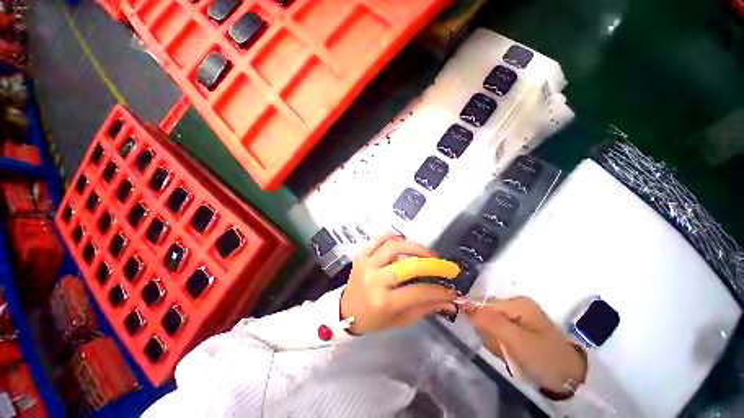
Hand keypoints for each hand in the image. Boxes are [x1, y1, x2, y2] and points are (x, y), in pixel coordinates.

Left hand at [340, 232, 457, 334]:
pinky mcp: (361, 254)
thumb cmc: (373, 319)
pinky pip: (377, 239)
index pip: (417, 292)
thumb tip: (448, 300)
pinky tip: (403, 240)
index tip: (451, 289)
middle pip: (407, 265)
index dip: (438, 290)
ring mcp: (366, 264)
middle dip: (430, 263)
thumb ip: (424, 308)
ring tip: (426, 253)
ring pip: (393, 246)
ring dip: (414, 246)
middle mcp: (374, 280)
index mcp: (383, 301)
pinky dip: (392, 236)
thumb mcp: (399, 320)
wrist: (346, 310)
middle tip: (443, 264)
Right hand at [466, 296, 586, 394]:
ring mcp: (517, 316)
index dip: (482, 323)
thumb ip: (491, 322)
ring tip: (510, 354)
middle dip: (490, 334)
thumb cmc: (544, 357)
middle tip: (504, 350)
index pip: (483, 306)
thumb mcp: (517, 341)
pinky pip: (498, 332)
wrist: (570, 378)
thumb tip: (465, 305)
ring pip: (490, 325)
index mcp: (517, 303)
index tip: (493, 341)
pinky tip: (512, 353)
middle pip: (486, 315)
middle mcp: (515, 305)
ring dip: (495, 342)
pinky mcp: (518, 327)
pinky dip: (501, 345)